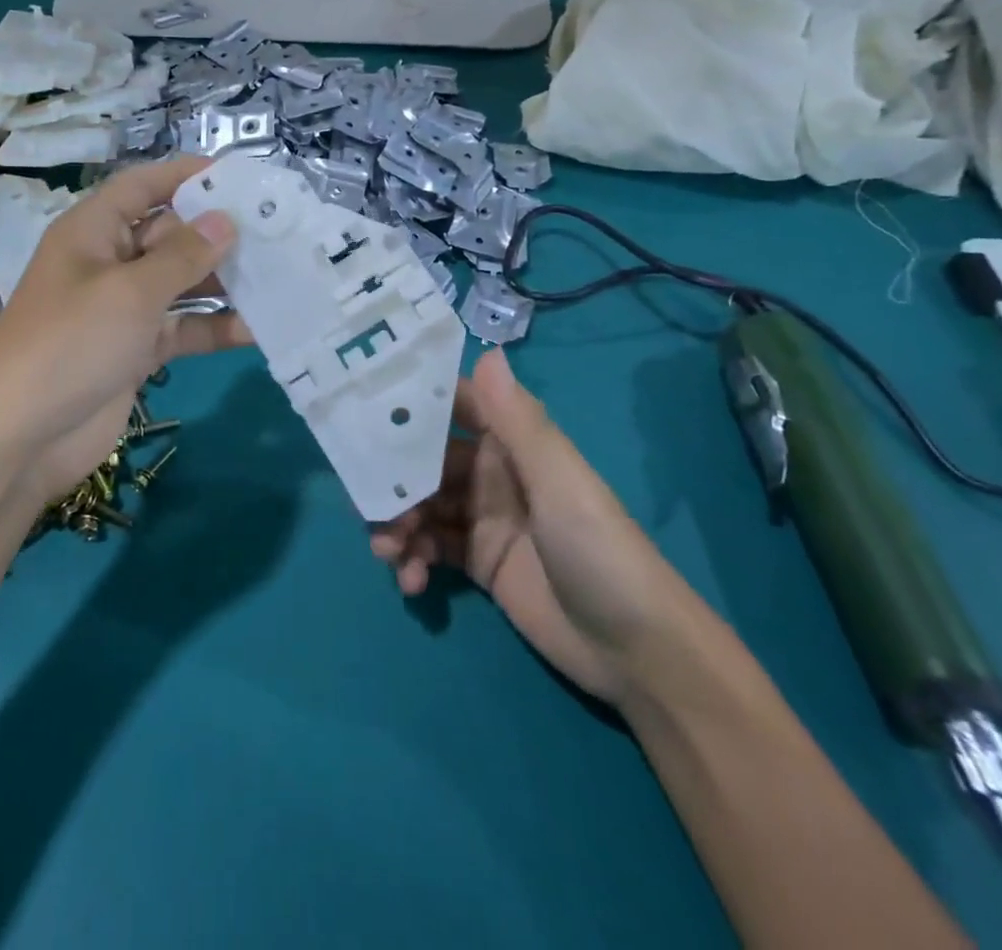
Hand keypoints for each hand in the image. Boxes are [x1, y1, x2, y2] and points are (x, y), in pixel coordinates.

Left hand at [0, 156, 249, 508]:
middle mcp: (108, 263)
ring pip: (181, 284)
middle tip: (277, 231)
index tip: (237, 175)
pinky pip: (182, 329)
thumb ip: (183, 256)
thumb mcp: (130, 292)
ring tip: (279, 275)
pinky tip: (258, 329)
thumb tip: (225, 220)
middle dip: (217, 233)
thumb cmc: (70, 344)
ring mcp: (122, 310)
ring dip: (223, 283)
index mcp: (93, 232)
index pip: (142, 187)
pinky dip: (214, 329)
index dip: (184, 175)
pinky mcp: (135, 351)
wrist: (19, 440)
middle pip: (169, 234)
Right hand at [371, 349, 700, 705]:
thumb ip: (518, 421)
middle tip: (370, 502)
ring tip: (389, 551)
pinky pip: (428, 548)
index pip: (453, 407)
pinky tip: (412, 582)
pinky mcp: (476, 563)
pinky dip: (412, 560)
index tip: (364, 408)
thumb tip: (487, 350)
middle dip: (393, 476)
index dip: (412, 405)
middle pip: (424, 461)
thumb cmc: (599, 550)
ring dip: (396, 522)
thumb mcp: (559, 481)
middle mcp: (490, 473)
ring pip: (420, 504)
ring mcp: (481, 519)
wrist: (637, 651)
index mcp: (511, 443)